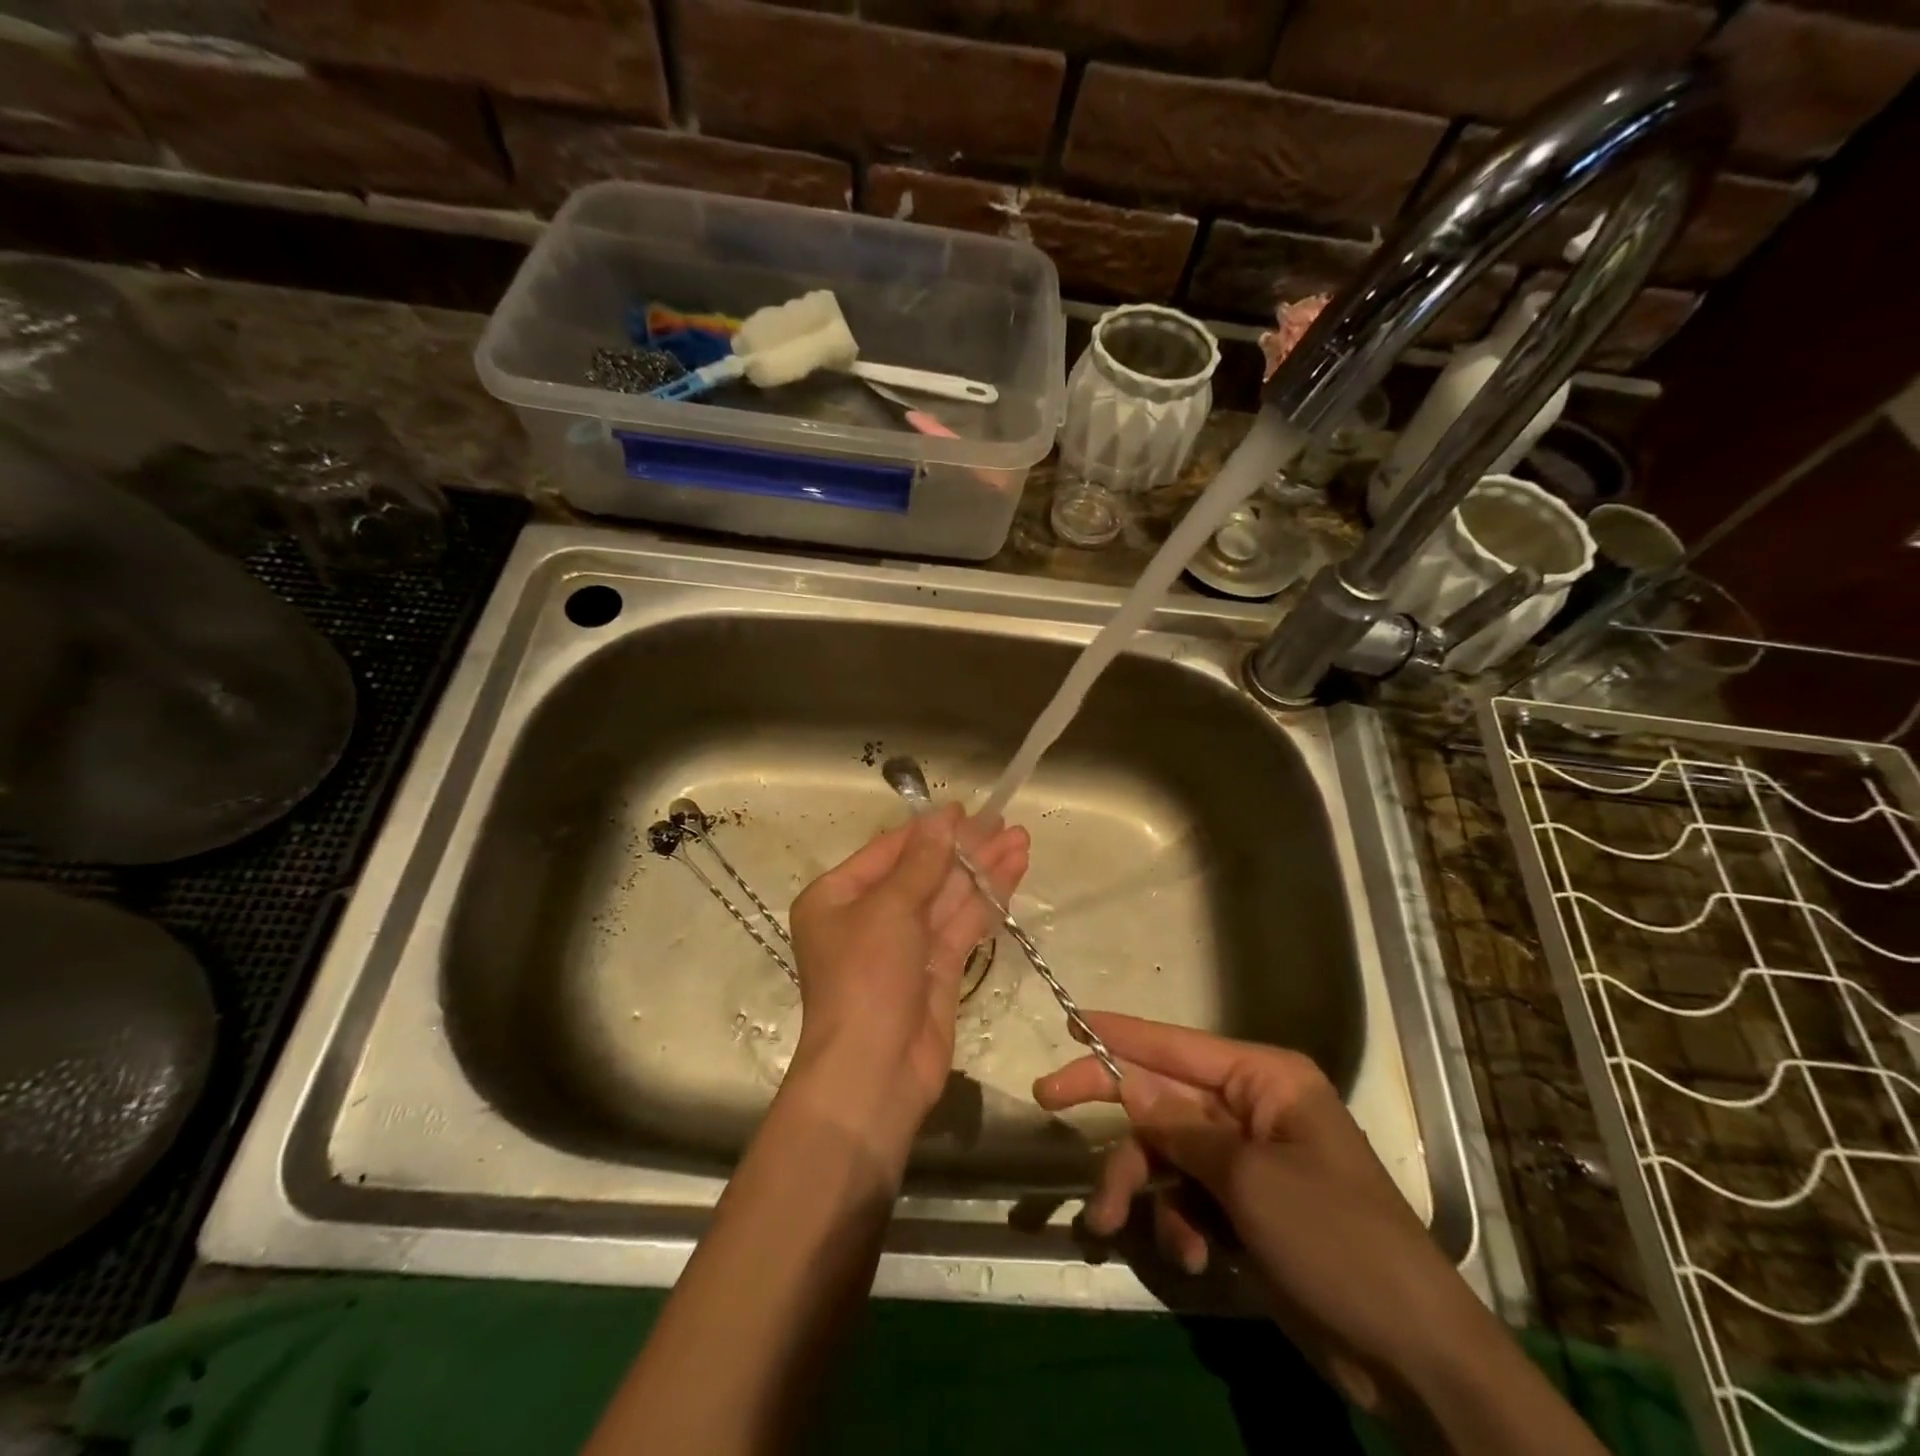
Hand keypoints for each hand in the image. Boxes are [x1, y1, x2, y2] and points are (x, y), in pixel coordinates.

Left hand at [787, 805, 1029, 1156]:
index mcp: (837, 897)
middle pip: (923, 872)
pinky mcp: (936, 970)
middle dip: (964, 848)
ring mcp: (905, 946)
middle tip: (1004, 821)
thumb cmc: (865, 979)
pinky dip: (986, 901)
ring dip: (983, 869)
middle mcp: (869, 917)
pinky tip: (1012, 875)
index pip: (888, 851)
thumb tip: (942, 818)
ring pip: (948, 897)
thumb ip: (921, 863)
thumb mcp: (888, 910)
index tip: (965, 808)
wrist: (873, 1073)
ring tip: (1021, 839)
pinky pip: (962, 925)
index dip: (928, 829)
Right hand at [1034, 1013, 1499, 1413]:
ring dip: (1142, 1191)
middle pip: (1162, 1100)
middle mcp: (1252, 1109)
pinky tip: (1195, 1258)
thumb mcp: (1249, 1179)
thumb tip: (1127, 1082)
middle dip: (1115, 1119)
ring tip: (1110, 1225)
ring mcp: (1248, 1161)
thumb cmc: (1336, 1240)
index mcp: (1264, 1080)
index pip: (1176, 1045)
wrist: (1411, 1355)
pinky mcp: (1246, 1208)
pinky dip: (1178, 1224)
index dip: (1120, 1032)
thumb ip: (1180, 1128)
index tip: (1069, 1018)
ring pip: (1168, 1155)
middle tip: (1048, 1101)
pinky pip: (1188, 1197)